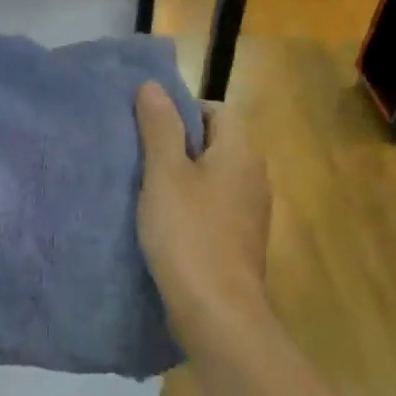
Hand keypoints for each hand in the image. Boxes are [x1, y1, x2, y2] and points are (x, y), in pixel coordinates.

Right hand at [134, 82, 272, 338]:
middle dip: (179, 146)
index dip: (183, 112)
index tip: (149, 130)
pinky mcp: (241, 242)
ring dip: (184, 180)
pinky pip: (215, 209)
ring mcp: (251, 212)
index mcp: (241, 152)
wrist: (217, 310)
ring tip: (147, 192)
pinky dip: (192, 208)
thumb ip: (159, 127)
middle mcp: (254, 177)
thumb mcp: (165, 175)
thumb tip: (153, 85)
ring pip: (214, 179)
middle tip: (141, 160)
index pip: (217, 111)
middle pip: (216, 144)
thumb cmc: (188, 234)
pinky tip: (166, 225)